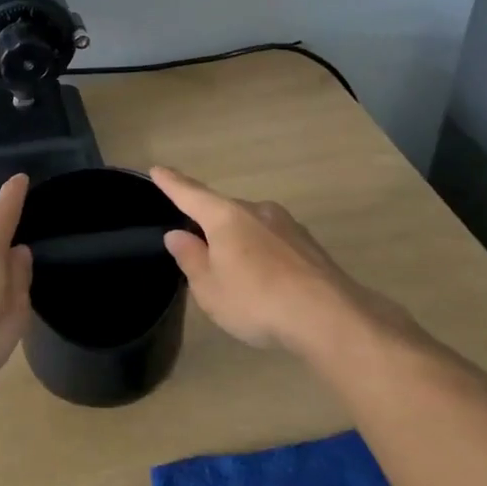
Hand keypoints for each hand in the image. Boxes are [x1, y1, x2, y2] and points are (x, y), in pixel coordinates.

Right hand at [150, 166, 421, 357]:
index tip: (157, 169)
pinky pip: (274, 243)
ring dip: (239, 243)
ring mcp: (288, 225)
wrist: (329, 316)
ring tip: (236, 275)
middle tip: (199, 251)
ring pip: (252, 227)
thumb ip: (191, 258)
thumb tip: (177, 234)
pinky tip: (267, 282)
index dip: (172, 184)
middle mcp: (257, 211)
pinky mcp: (309, 245)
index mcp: (225, 217)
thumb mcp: (210, 288)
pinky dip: (263, 255)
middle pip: (223, 211)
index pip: (191, 194)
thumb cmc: (256, 300)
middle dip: (210, 225)